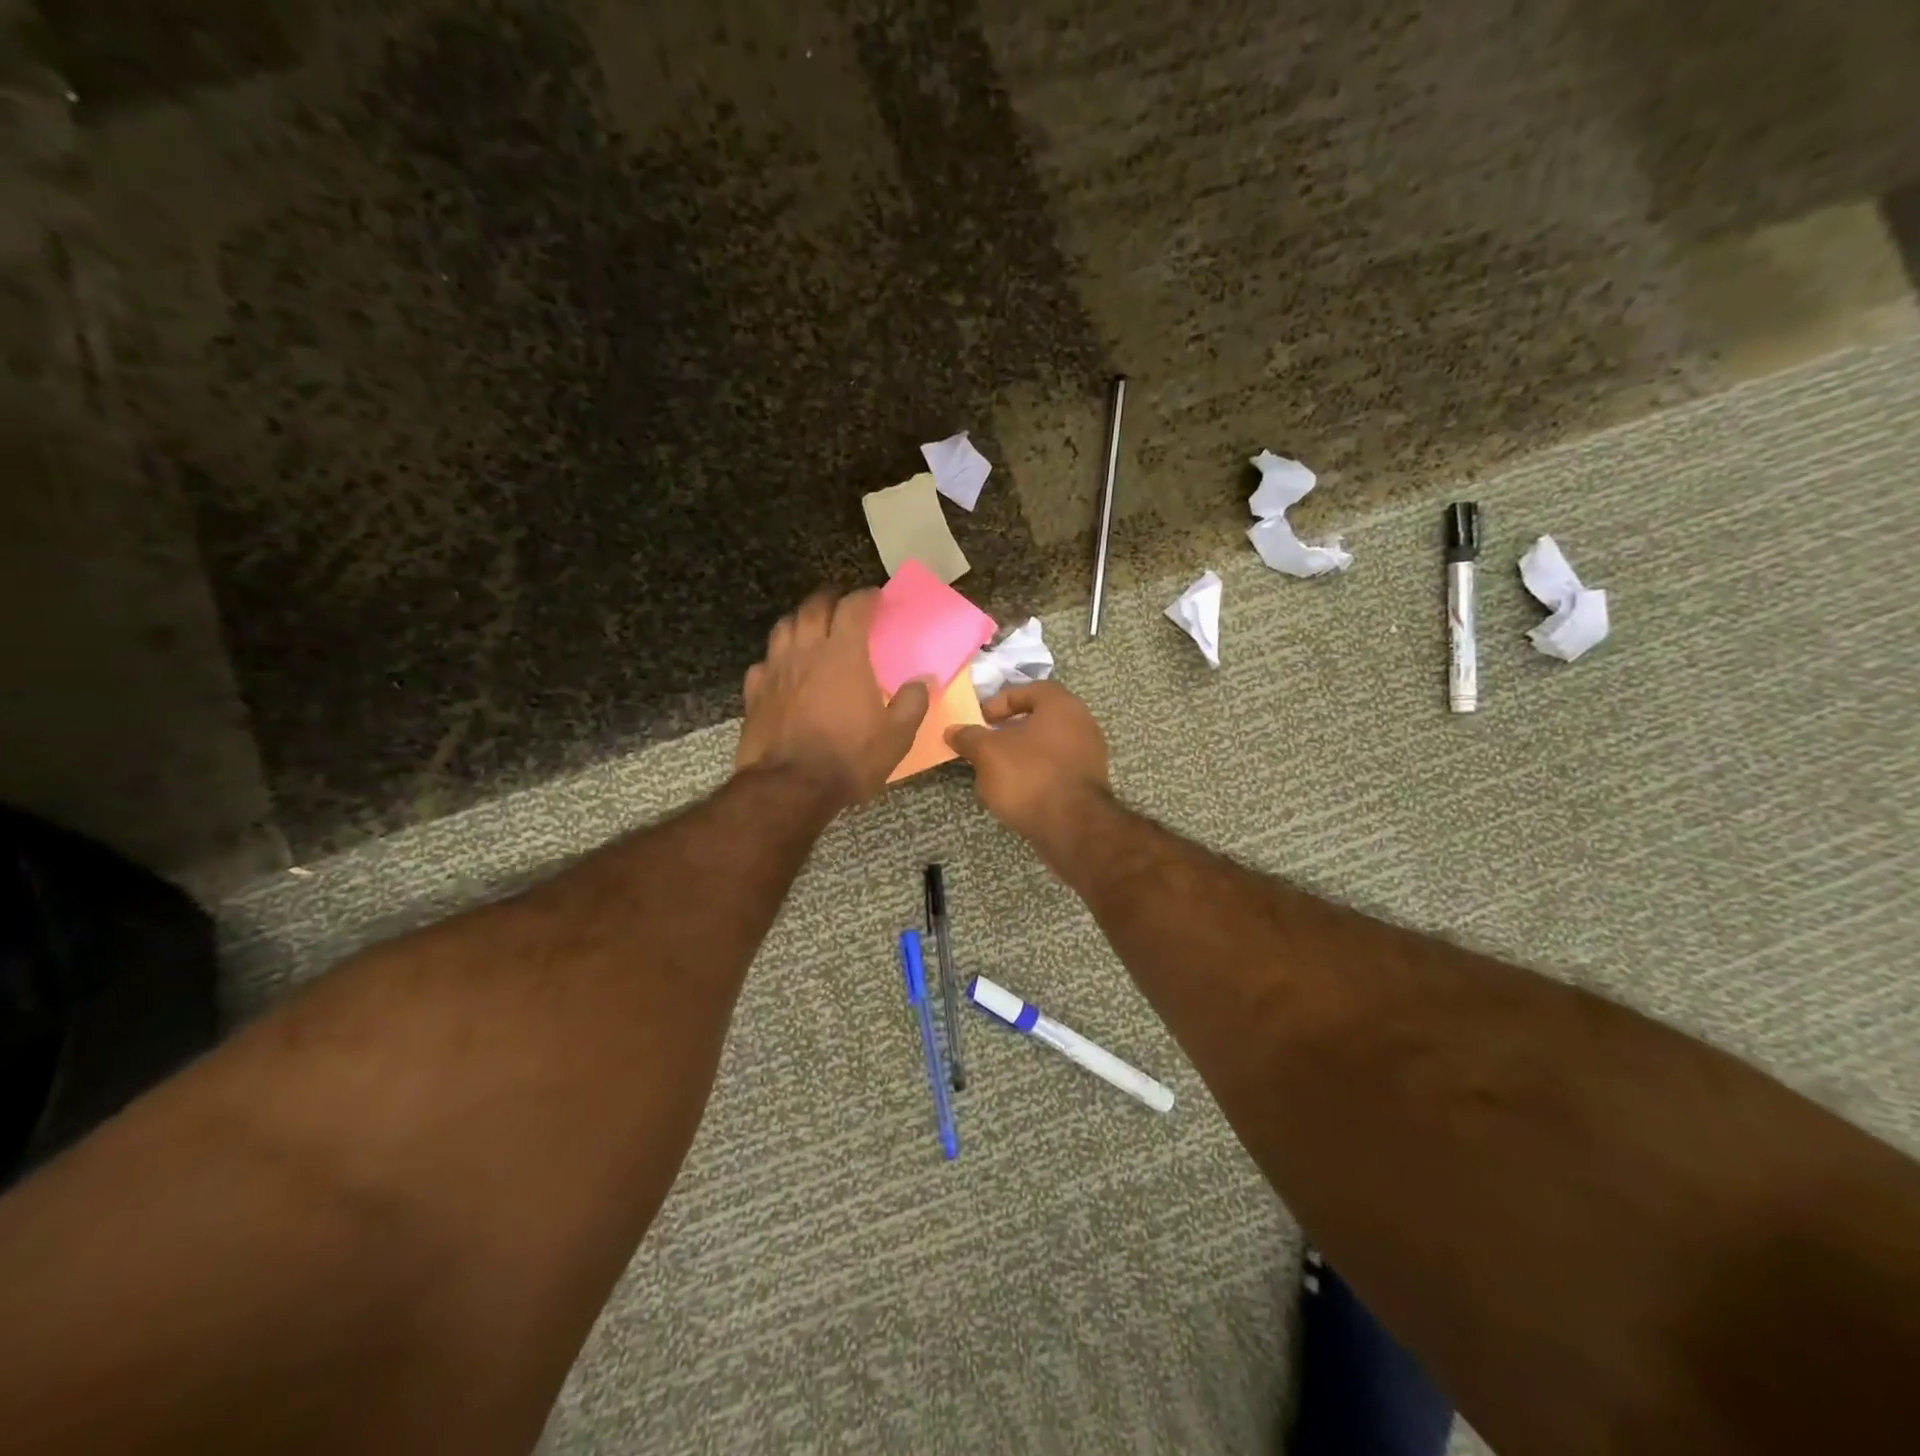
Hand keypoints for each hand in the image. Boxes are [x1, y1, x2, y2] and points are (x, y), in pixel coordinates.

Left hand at [737, 590, 929, 806]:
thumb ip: (912, 703)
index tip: (875, 596)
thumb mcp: (896, 737)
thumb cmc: (849, 758)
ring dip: (799, 619)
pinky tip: (782, 669)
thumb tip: (922, 681)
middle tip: (840, 600)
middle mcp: (806, 652)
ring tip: (810, 625)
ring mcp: (775, 670)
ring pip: (783, 627)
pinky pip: (763, 663)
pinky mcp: (754, 693)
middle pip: (813, 607)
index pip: (853, 607)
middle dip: (829, 597)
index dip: (866, 597)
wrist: (790, 787)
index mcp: (844, 655)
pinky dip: (775, 658)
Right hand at [945, 681, 1111, 843]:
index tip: (980, 720)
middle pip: (1039, 719)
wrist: (1072, 826)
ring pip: (1048, 746)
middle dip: (1009, 731)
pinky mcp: (1090, 783)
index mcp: (1061, 705)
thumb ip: (969, 737)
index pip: (1029, 690)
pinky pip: (1057, 769)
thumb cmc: (1028, 775)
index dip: (1000, 702)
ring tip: (996, 772)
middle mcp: (1082, 722)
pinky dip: (1036, 774)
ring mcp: (1090, 754)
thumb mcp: (987, 753)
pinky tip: (1017, 792)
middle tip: (986, 745)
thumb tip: (953, 730)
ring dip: (1021, 755)